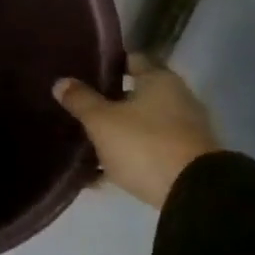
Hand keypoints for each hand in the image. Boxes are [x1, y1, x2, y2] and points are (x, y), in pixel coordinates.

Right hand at [53, 54, 221, 209]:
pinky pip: (148, 151)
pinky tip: (100, 172)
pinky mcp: (184, 160)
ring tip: (85, 141)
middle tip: (78, 108)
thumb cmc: (144, 144)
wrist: (194, 194)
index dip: (107, 64)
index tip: (83, 70)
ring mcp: (184, 131)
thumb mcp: (102, 121)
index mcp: (159, 80)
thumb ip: (80, 100)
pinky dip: (127, 157)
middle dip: (108, 101)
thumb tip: (61, 82)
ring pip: (141, 125)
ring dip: (117, 132)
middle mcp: (177, 99)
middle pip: (136, 94)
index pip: (131, 60)